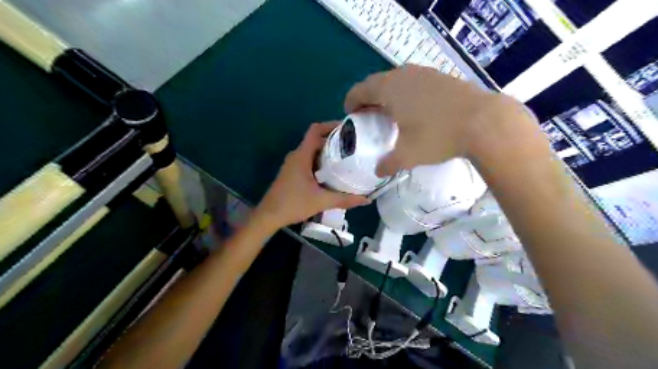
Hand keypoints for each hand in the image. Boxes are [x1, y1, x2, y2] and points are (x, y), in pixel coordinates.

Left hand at [255, 122, 371, 229]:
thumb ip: (344, 199)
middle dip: (334, 141)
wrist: (269, 216)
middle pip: (316, 140)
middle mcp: (296, 155)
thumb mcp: (321, 201)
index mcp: (302, 155)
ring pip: (313, 152)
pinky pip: (309, 161)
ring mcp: (293, 164)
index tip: (347, 128)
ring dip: (328, 153)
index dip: (330, 125)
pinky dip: (321, 163)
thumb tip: (367, 199)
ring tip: (347, 159)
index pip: (315, 130)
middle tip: (353, 146)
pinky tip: (332, 174)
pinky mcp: (292, 173)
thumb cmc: (293, 204)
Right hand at [345, 63, 518, 174]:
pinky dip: (406, 92)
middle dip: (368, 98)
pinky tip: (415, 109)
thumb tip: (378, 172)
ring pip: (397, 80)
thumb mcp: (408, 155)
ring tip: (390, 112)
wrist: (485, 122)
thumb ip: (388, 164)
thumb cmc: (438, 136)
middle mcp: (404, 75)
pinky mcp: (441, 77)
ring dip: (387, 94)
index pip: (360, 90)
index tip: (350, 114)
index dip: (351, 101)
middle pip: (377, 83)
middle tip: (368, 115)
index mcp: (389, 89)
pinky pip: (414, 81)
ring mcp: (425, 73)